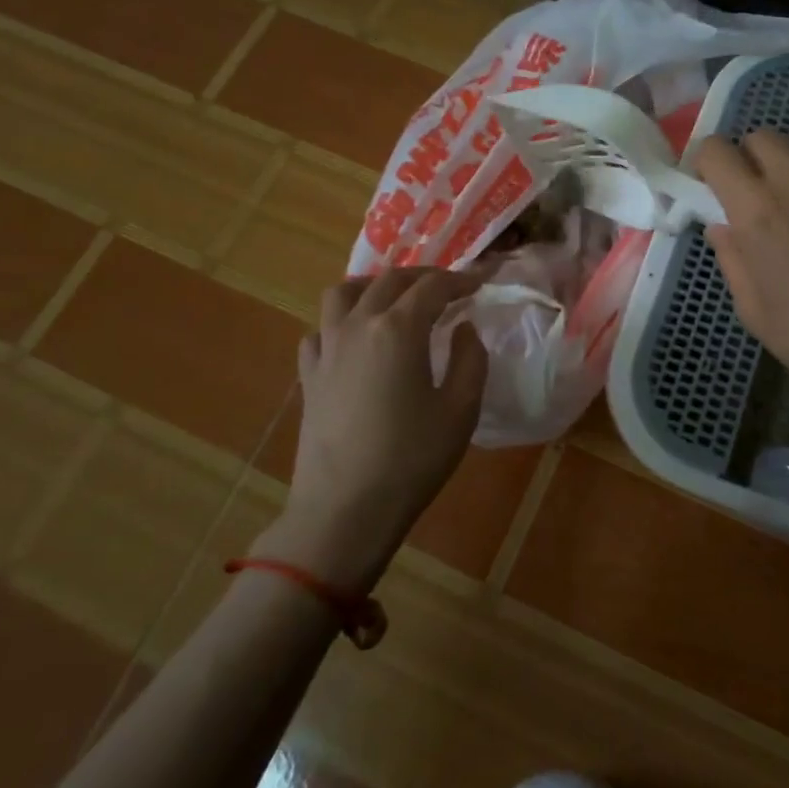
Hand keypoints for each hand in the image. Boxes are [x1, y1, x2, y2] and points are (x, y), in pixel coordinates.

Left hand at [256, 268, 488, 591]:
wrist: (344, 510)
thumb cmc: (411, 460)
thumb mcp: (460, 410)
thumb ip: (469, 359)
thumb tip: (463, 328)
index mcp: (398, 329)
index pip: (432, 287)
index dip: (459, 280)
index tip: (479, 284)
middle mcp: (358, 325)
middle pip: (389, 280)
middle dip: (422, 277)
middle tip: (447, 289)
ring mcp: (327, 348)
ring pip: (342, 293)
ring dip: (372, 286)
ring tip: (394, 300)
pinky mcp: (308, 375)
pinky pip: (321, 329)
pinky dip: (342, 322)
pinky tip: (356, 341)